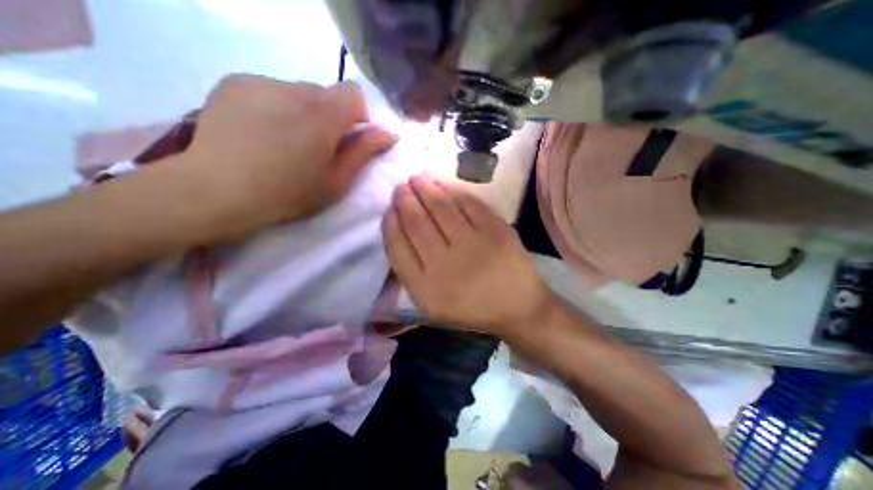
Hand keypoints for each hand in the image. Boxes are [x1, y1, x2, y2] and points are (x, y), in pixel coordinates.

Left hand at [179, 72, 395, 236]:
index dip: (356, 115)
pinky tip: (261, 132)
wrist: (217, 190)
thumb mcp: (336, 181)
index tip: (347, 138)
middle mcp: (294, 89)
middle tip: (315, 148)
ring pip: (298, 93)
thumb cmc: (288, 193)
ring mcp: (261, 82)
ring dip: (302, 113)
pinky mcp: (235, 83)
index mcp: (323, 115)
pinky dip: (276, 108)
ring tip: (285, 142)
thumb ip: (364, 153)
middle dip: (329, 117)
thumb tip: (389, 134)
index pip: (353, 94)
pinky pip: (271, 91)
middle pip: (325, 94)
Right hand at [384, 174, 551, 331]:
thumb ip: (412, 274)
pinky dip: (454, 191)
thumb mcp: (433, 305)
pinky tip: (443, 185)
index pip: (398, 249)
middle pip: (417, 224)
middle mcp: (445, 266)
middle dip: (405, 201)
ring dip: (426, 190)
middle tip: (400, 186)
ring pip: (441, 209)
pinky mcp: (496, 231)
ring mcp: (473, 246)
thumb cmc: (472, 309)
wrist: (519, 308)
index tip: (389, 209)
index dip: (391, 225)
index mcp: (426, 290)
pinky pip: (470, 204)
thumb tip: (399, 233)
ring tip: (417, 179)